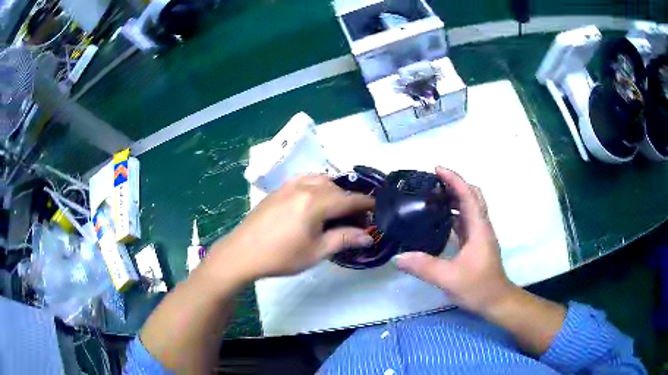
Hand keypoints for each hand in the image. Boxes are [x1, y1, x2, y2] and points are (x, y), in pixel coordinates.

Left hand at [207, 175, 374, 281]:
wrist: (242, 252)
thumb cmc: (281, 256)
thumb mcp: (316, 251)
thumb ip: (344, 239)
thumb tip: (368, 237)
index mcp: (317, 201)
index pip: (351, 199)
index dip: (368, 205)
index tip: (379, 210)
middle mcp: (305, 186)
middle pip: (337, 188)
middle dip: (351, 201)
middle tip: (356, 219)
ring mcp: (290, 185)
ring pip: (321, 180)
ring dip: (334, 191)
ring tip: (336, 210)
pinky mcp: (279, 189)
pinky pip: (305, 180)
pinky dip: (318, 186)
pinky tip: (314, 201)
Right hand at [395, 167, 516, 314]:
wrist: (497, 301)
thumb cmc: (478, 288)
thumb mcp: (449, 279)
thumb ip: (424, 267)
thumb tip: (398, 257)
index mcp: (479, 229)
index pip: (468, 195)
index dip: (454, 179)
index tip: (437, 169)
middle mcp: (481, 227)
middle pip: (472, 196)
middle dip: (455, 184)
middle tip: (433, 183)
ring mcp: (480, 235)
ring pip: (470, 208)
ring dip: (455, 198)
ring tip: (432, 197)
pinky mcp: (477, 244)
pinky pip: (465, 221)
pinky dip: (454, 214)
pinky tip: (439, 221)